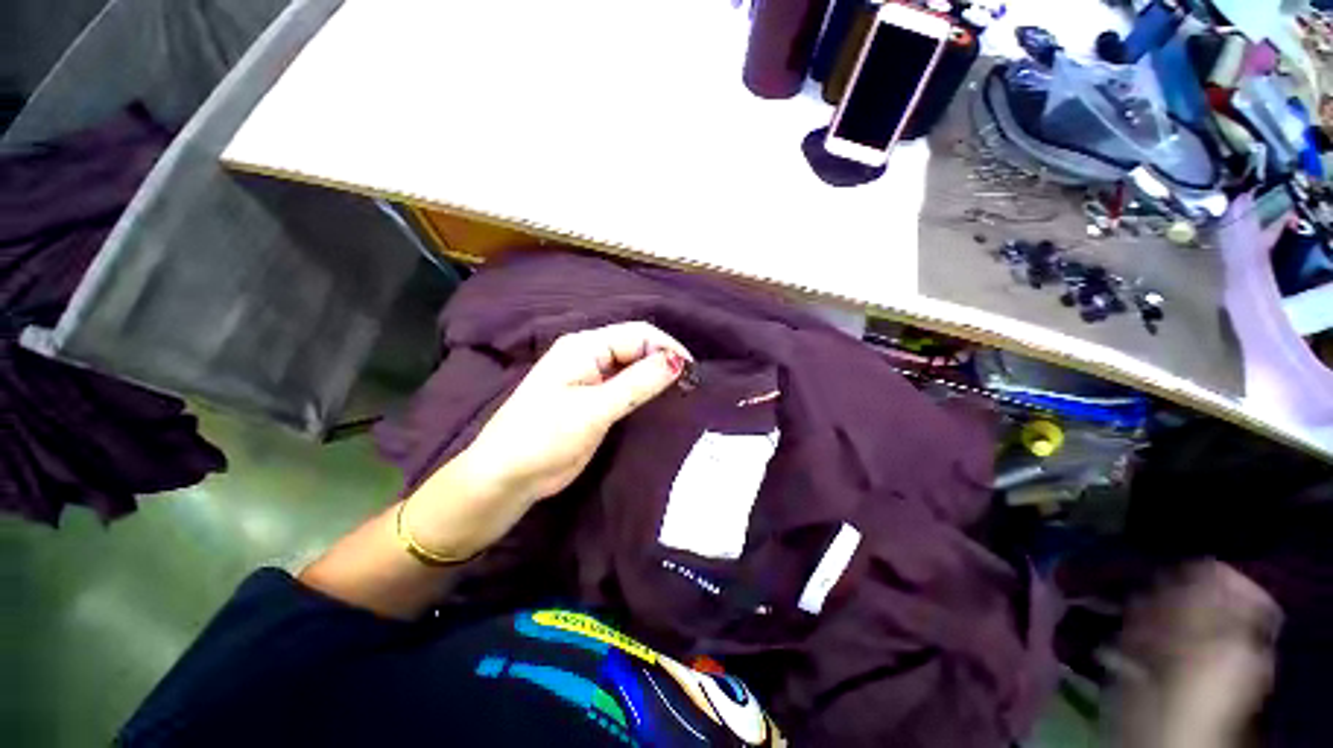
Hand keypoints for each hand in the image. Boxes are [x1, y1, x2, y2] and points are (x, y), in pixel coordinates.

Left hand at [405, 322, 692, 557]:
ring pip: (634, 368)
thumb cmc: (544, 437)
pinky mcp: (595, 400)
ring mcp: (592, 378)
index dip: (667, 348)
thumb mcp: (593, 410)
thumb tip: (678, 362)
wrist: (508, 476)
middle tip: (691, 386)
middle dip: (664, 361)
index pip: (638, 334)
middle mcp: (590, 355)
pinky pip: (627, 388)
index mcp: (585, 346)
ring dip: (657, 378)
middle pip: (637, 348)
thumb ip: (637, 384)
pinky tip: (661, 403)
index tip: (692, 373)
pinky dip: (646, 392)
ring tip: (683, 394)